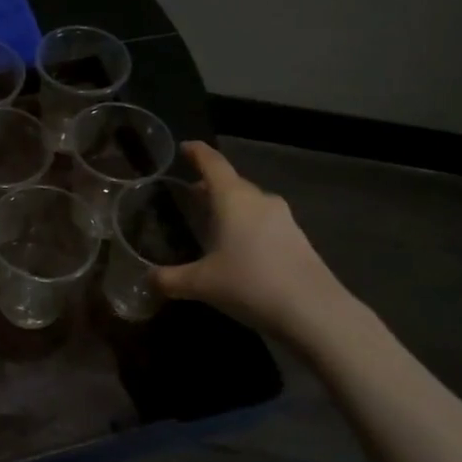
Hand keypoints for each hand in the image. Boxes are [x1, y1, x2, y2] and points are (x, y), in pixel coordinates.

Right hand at [154, 141, 349, 344]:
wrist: (315, 312)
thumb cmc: (250, 284)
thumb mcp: (201, 284)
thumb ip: (169, 279)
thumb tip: (147, 279)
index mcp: (233, 198)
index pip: (212, 163)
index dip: (196, 152)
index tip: (184, 148)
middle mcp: (259, 200)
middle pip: (231, 183)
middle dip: (209, 186)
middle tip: (189, 196)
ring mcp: (283, 219)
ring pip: (249, 203)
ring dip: (229, 208)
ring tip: (211, 224)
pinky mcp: (297, 239)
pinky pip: (264, 222)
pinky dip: (246, 226)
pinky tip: (238, 250)